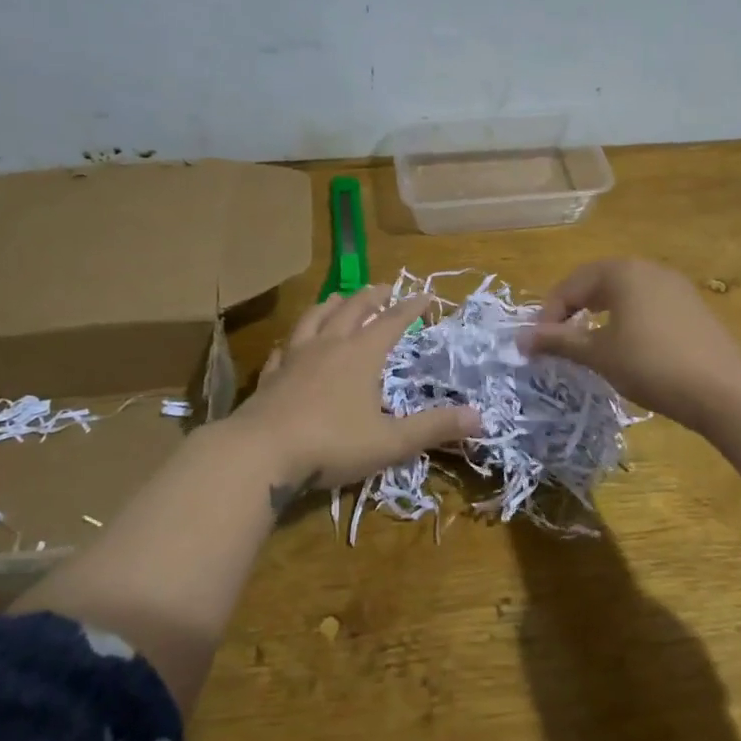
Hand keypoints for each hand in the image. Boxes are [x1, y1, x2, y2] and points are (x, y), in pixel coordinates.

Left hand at [232, 284, 479, 494]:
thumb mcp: (391, 441)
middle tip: (383, 287)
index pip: (392, 322)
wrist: (261, 453)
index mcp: (361, 355)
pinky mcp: (270, 376)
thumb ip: (434, 427)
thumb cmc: (332, 444)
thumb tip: (479, 416)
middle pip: (352, 310)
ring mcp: (294, 358)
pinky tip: (290, 344)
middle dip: (371, 296)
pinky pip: (284, 348)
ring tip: (337, 298)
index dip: (411, 307)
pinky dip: (294, 340)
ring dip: (330, 305)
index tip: (425, 294)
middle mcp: (328, 345)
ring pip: (314, 319)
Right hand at [521, 258, 740, 434]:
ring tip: (590, 344)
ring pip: (624, 293)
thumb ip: (558, 341)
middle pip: (597, 283)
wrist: (724, 390)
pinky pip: (647, 305)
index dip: (548, 313)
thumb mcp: (598, 354)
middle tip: (559, 340)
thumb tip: (519, 338)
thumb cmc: (651, 365)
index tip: (538, 344)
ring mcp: (675, 286)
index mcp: (622, 272)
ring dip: (600, 315)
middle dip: (573, 310)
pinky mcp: (693, 307)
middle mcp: (648, 269)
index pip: (571, 285)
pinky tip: (628, 348)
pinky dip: (627, 320)